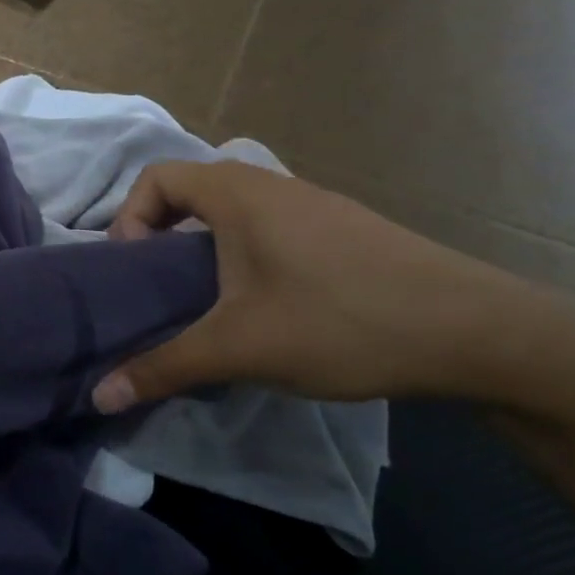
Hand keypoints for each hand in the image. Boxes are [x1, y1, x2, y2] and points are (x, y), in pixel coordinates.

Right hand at [91, 161, 537, 408]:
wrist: (476, 331)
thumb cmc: (340, 321)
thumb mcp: (239, 347)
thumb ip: (163, 367)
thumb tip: (98, 396)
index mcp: (237, 192)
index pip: (155, 177)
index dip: (128, 219)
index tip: (133, 272)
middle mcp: (270, 184)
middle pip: (190, 193)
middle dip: (160, 238)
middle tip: (157, 293)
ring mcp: (311, 204)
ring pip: (231, 214)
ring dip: (203, 250)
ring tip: (204, 305)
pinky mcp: (340, 231)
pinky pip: (267, 229)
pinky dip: (242, 257)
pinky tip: (264, 308)